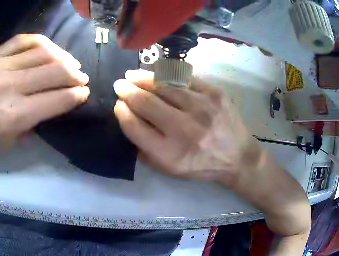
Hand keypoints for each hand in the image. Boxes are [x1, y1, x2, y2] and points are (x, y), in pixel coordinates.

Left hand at [0, 34, 89, 169]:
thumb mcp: (15, 140)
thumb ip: (40, 117)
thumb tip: (62, 97)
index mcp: (15, 115)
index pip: (58, 98)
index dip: (77, 94)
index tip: (84, 92)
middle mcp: (8, 87)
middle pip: (54, 71)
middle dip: (75, 74)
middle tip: (81, 77)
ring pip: (42, 52)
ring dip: (63, 57)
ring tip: (69, 63)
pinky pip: (22, 40)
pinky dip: (41, 42)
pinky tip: (49, 49)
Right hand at [113, 69, 257, 183]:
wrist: (237, 157)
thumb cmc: (201, 166)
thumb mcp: (170, 170)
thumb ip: (145, 151)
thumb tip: (128, 120)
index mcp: (169, 154)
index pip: (134, 126)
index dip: (121, 112)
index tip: (118, 105)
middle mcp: (184, 130)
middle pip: (145, 102)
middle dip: (127, 91)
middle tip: (119, 84)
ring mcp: (201, 108)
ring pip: (163, 85)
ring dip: (143, 78)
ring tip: (132, 75)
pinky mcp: (214, 93)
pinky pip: (184, 78)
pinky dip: (166, 74)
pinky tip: (157, 73)